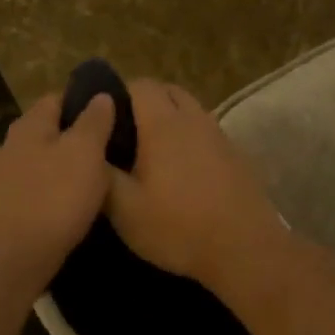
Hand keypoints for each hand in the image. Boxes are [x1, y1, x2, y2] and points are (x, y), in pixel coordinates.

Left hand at [0, 93, 115, 291]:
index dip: (84, 102)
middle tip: (108, 150)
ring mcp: (2, 180)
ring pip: (40, 163)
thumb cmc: (54, 198)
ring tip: (94, 181)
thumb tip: (101, 96)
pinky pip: (34, 192)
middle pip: (47, 132)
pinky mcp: (3, 211)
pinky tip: (70, 208)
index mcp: (29, 126)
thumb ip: (94, 122)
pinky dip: (51, 194)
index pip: (57, 98)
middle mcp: (9, 146)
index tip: (111, 115)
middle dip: (74, 138)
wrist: (13, 259)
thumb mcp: (85, 152)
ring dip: (63, 168)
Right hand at [105, 81, 286, 287]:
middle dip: (144, 102)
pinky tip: (181, 171)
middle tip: (124, 133)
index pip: (140, 85)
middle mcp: (194, 120)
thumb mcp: (126, 210)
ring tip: (150, 152)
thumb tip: (89, 153)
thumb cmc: (178, 227)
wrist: (244, 249)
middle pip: (168, 91)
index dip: (118, 93)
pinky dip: (189, 138)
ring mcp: (219, 136)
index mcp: (164, 124)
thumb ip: (103, 175)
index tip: (102, 118)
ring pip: (190, 110)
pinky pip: (206, 132)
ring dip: (170, 119)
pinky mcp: (236, 156)